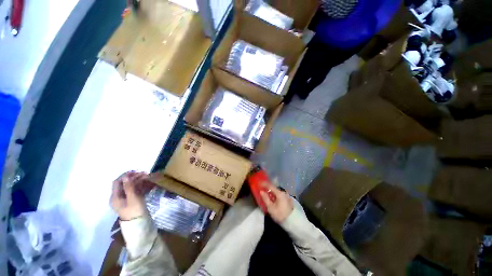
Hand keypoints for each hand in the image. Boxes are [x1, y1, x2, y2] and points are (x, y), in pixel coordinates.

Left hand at [110, 171, 152, 220]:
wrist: (139, 223)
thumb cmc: (134, 211)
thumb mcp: (133, 199)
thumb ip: (129, 187)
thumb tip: (126, 177)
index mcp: (115, 197)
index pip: (117, 182)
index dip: (125, 175)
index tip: (136, 171)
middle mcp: (118, 196)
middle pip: (124, 183)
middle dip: (134, 177)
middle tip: (145, 173)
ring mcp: (125, 198)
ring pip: (130, 186)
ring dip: (138, 180)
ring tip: (147, 177)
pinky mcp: (131, 200)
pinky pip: (134, 190)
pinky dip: (140, 185)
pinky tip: (147, 183)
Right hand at [260, 182, 293, 223]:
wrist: (292, 222)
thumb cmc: (280, 214)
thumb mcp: (271, 208)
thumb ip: (265, 198)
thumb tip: (261, 191)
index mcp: (279, 193)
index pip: (270, 186)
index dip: (264, 184)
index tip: (258, 183)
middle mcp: (283, 192)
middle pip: (273, 188)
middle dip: (267, 188)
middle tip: (261, 188)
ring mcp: (286, 196)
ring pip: (276, 191)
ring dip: (270, 192)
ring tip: (265, 193)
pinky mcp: (287, 200)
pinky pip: (278, 194)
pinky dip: (273, 195)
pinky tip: (271, 198)